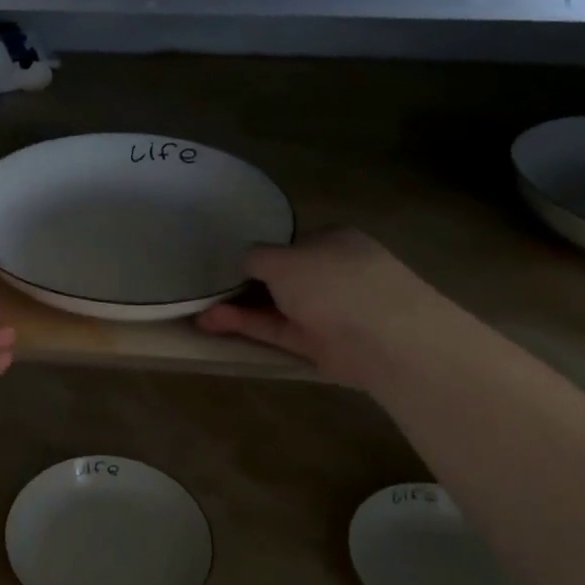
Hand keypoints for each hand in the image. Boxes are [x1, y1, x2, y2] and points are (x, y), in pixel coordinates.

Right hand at [195, 230, 451, 390]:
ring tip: (198, 312)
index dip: (259, 254)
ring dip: (237, 309)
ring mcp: (328, 310)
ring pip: (275, 307)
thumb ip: (257, 258)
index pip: (290, 245)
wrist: (385, 337)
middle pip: (280, 278)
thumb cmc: (333, 282)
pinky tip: (214, 323)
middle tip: (206, 291)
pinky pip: (278, 331)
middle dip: (243, 285)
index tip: (226, 264)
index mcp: (332, 240)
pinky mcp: (321, 344)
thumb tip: (245, 261)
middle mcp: (331, 272)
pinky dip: (248, 327)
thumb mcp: (282, 259)